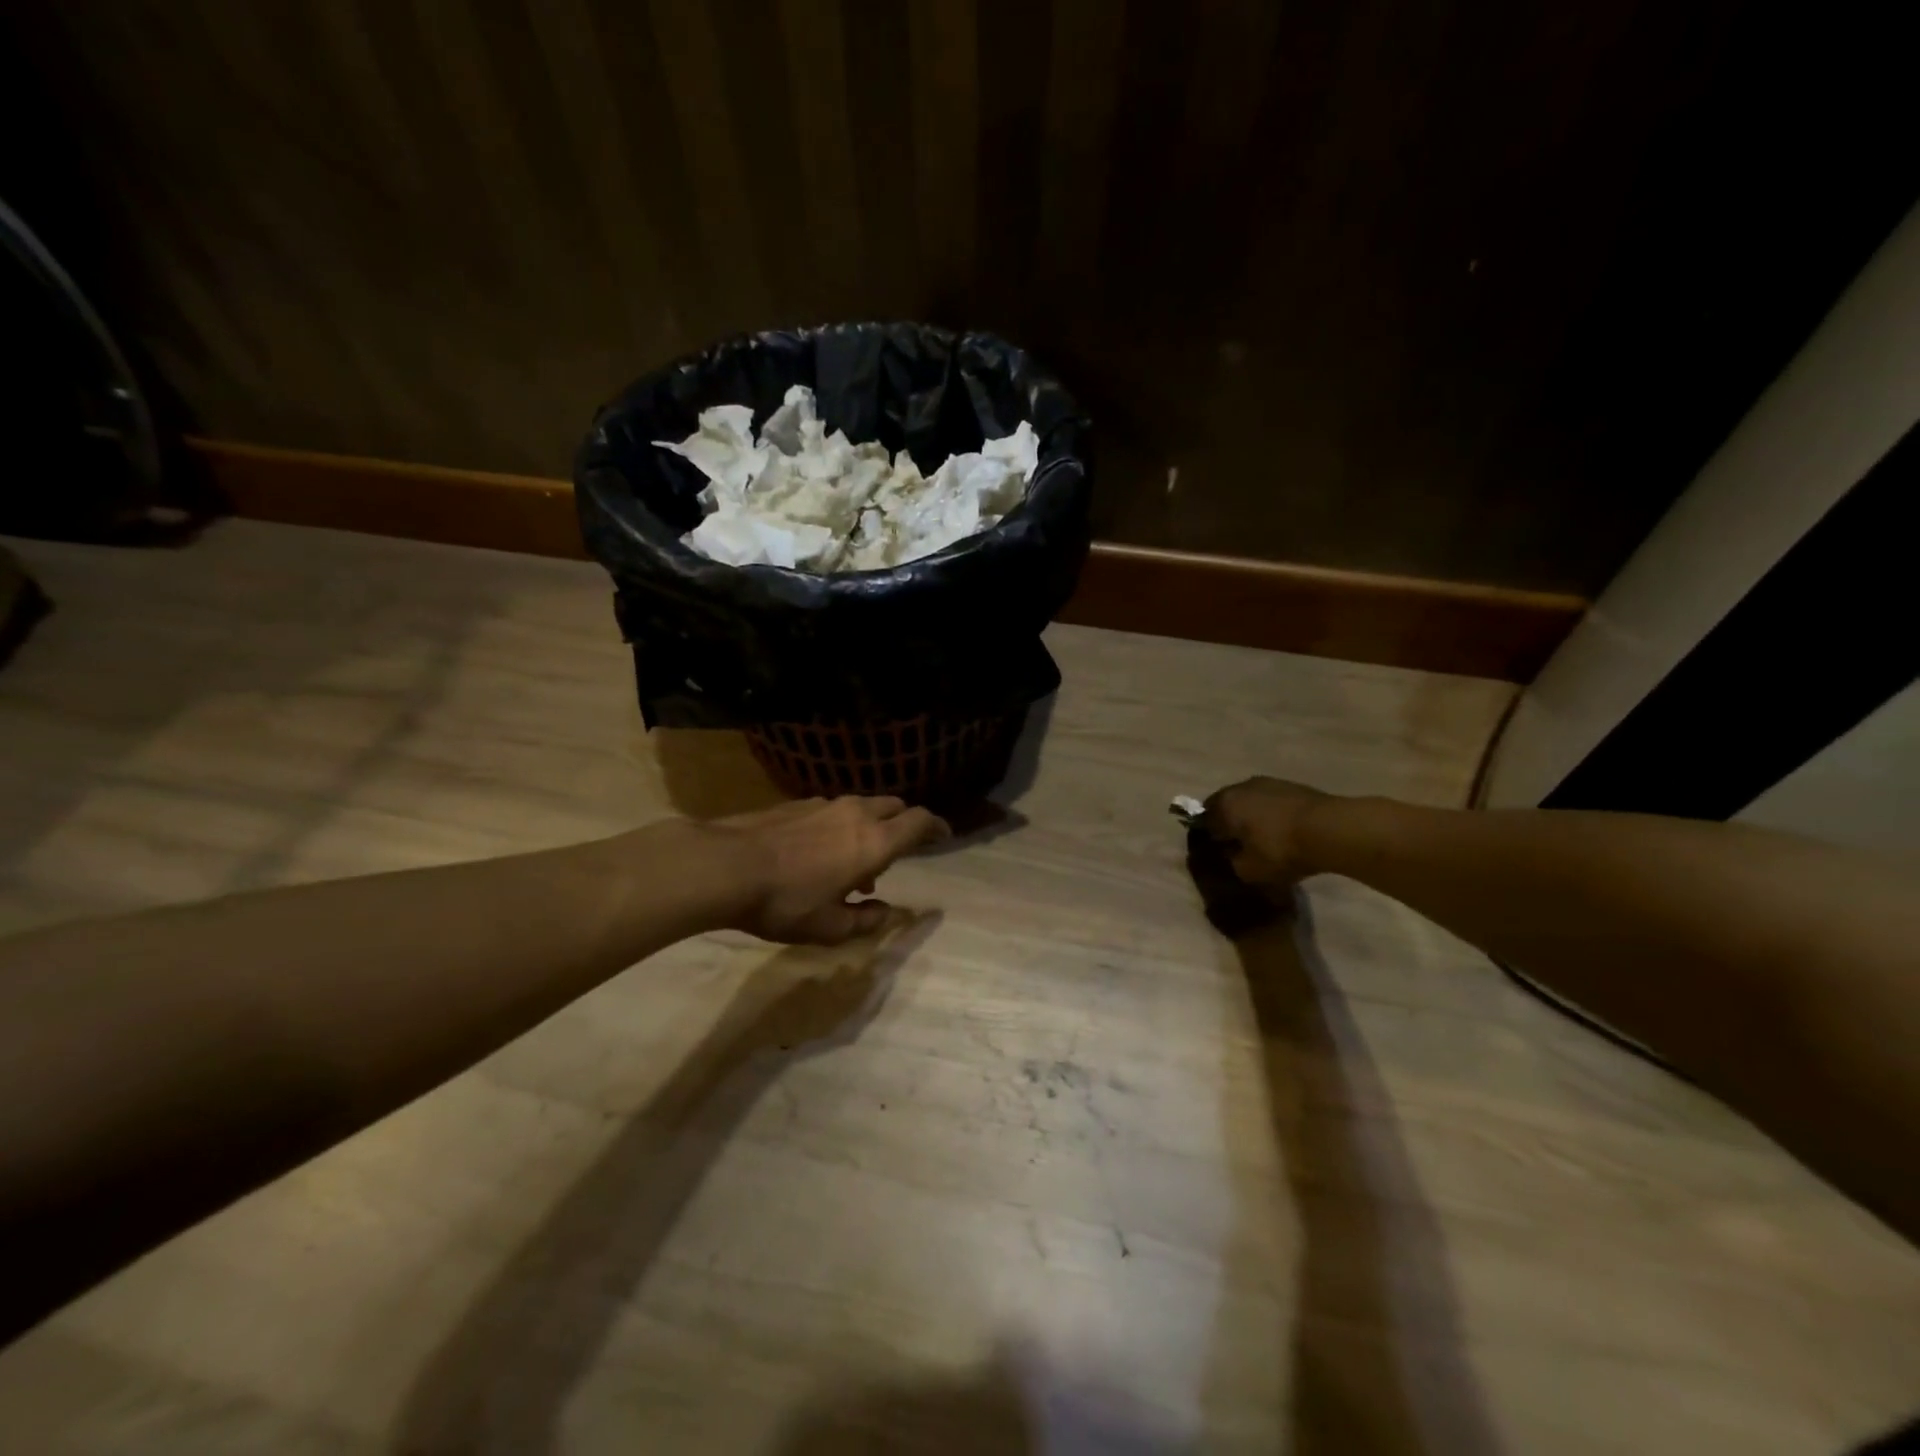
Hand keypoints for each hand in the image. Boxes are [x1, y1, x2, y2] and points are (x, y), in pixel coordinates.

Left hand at [706, 796, 950, 944]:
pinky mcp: (797, 803)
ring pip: (862, 807)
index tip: (944, 835)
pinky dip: (841, 826)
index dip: (937, 826)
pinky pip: (834, 810)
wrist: (726, 866)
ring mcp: (824, 803)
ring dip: (869, 828)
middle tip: (892, 857)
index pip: (919, 821)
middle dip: (903, 826)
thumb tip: (887, 913)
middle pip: (894, 807)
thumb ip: (866, 920)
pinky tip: (818, 854)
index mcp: (874, 841)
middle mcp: (856, 814)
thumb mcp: (829, 927)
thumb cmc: (785, 902)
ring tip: (851, 864)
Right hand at [1203, 776, 1333, 887]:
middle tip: (1240, 846)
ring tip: (1265, 838)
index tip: (1219, 852)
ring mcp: (1269, 783)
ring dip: (1253, 817)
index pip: (1204, 820)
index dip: (1209, 838)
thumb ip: (1233, 863)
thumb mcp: (1250, 870)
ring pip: (1251, 802)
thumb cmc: (1280, 850)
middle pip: (1227, 807)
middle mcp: (1241, 787)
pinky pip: (1273, 801)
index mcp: (1224, 805)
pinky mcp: (1293, 786)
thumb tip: (1232, 856)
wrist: (1330, 829)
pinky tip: (1284, 831)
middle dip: (1230, 824)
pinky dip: (1273, 814)